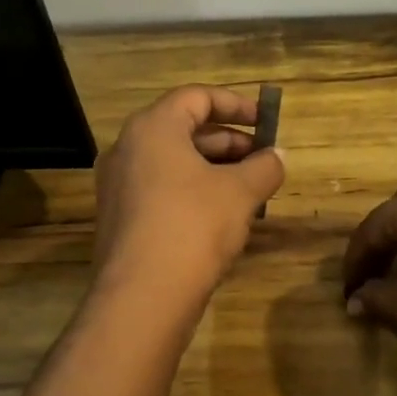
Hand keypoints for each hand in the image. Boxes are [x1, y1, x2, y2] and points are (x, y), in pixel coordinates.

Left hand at [93, 86, 284, 301]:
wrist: (142, 297)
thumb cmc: (193, 226)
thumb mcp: (240, 192)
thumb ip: (264, 167)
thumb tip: (277, 157)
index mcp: (152, 128)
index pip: (196, 97)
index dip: (236, 105)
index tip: (266, 122)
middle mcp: (127, 149)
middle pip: (184, 129)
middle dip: (229, 142)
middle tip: (263, 160)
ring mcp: (119, 186)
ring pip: (174, 163)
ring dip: (214, 169)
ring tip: (251, 190)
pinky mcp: (121, 219)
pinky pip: (162, 190)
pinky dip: (194, 192)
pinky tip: (223, 217)